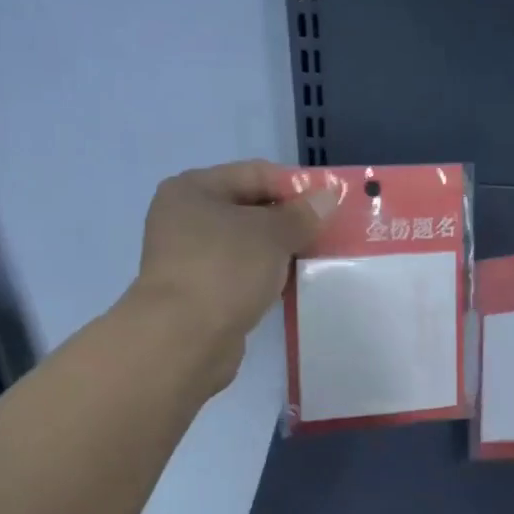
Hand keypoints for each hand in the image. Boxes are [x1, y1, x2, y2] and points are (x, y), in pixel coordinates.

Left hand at [129, 160, 334, 391]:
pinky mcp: (200, 293)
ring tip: (316, 260)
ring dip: (280, 252)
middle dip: (290, 221)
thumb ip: (302, 214)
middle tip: (329, 234)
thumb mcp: (272, 234)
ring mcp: (189, 258)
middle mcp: (185, 218)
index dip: (295, 185)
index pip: (255, 173)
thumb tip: (328, 197)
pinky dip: (265, 277)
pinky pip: (241, 275)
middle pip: (250, 209)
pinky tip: (291, 287)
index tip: (330, 204)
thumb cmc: (225, 269)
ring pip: (247, 245)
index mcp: (193, 189)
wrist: (184, 339)